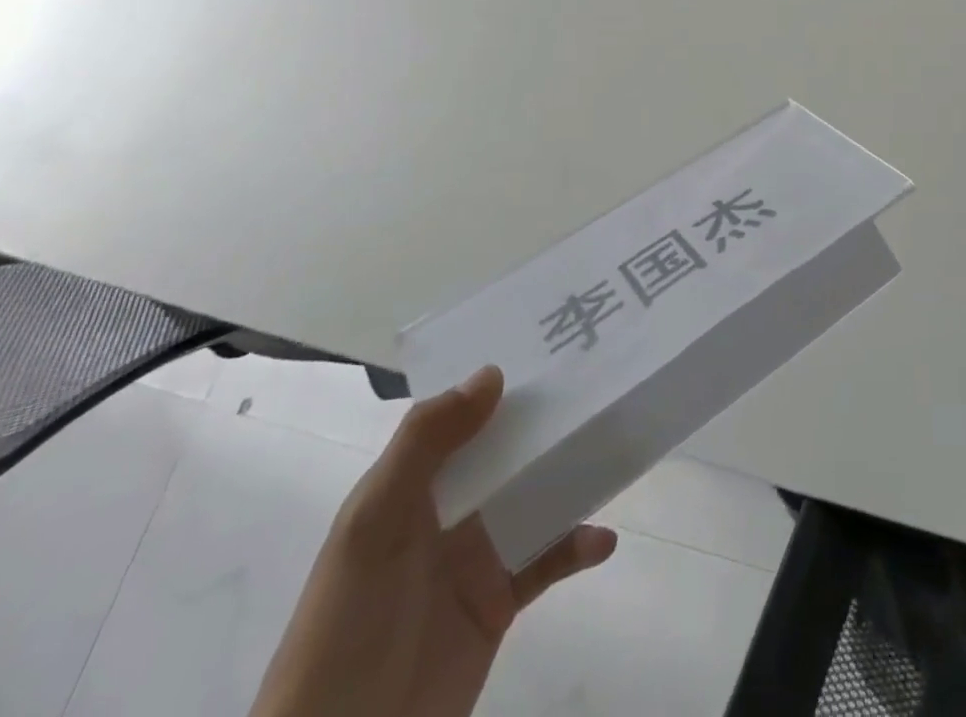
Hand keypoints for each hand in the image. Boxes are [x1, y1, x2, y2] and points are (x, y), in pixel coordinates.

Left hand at [250, 366, 616, 716]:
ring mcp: (477, 553)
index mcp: (413, 483)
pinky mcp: (500, 598)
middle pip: (508, 450)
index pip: (461, 416)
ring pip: (536, 495)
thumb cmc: (348, 622)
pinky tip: (602, 540)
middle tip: (604, 383)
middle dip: (549, 420)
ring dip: (573, 474)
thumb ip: (424, 445)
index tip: (550, 343)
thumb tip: (493, 373)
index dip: (499, 380)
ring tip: (617, 447)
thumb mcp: (372, 524)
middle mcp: (449, 509)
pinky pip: (548, 559)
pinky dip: (577, 546)